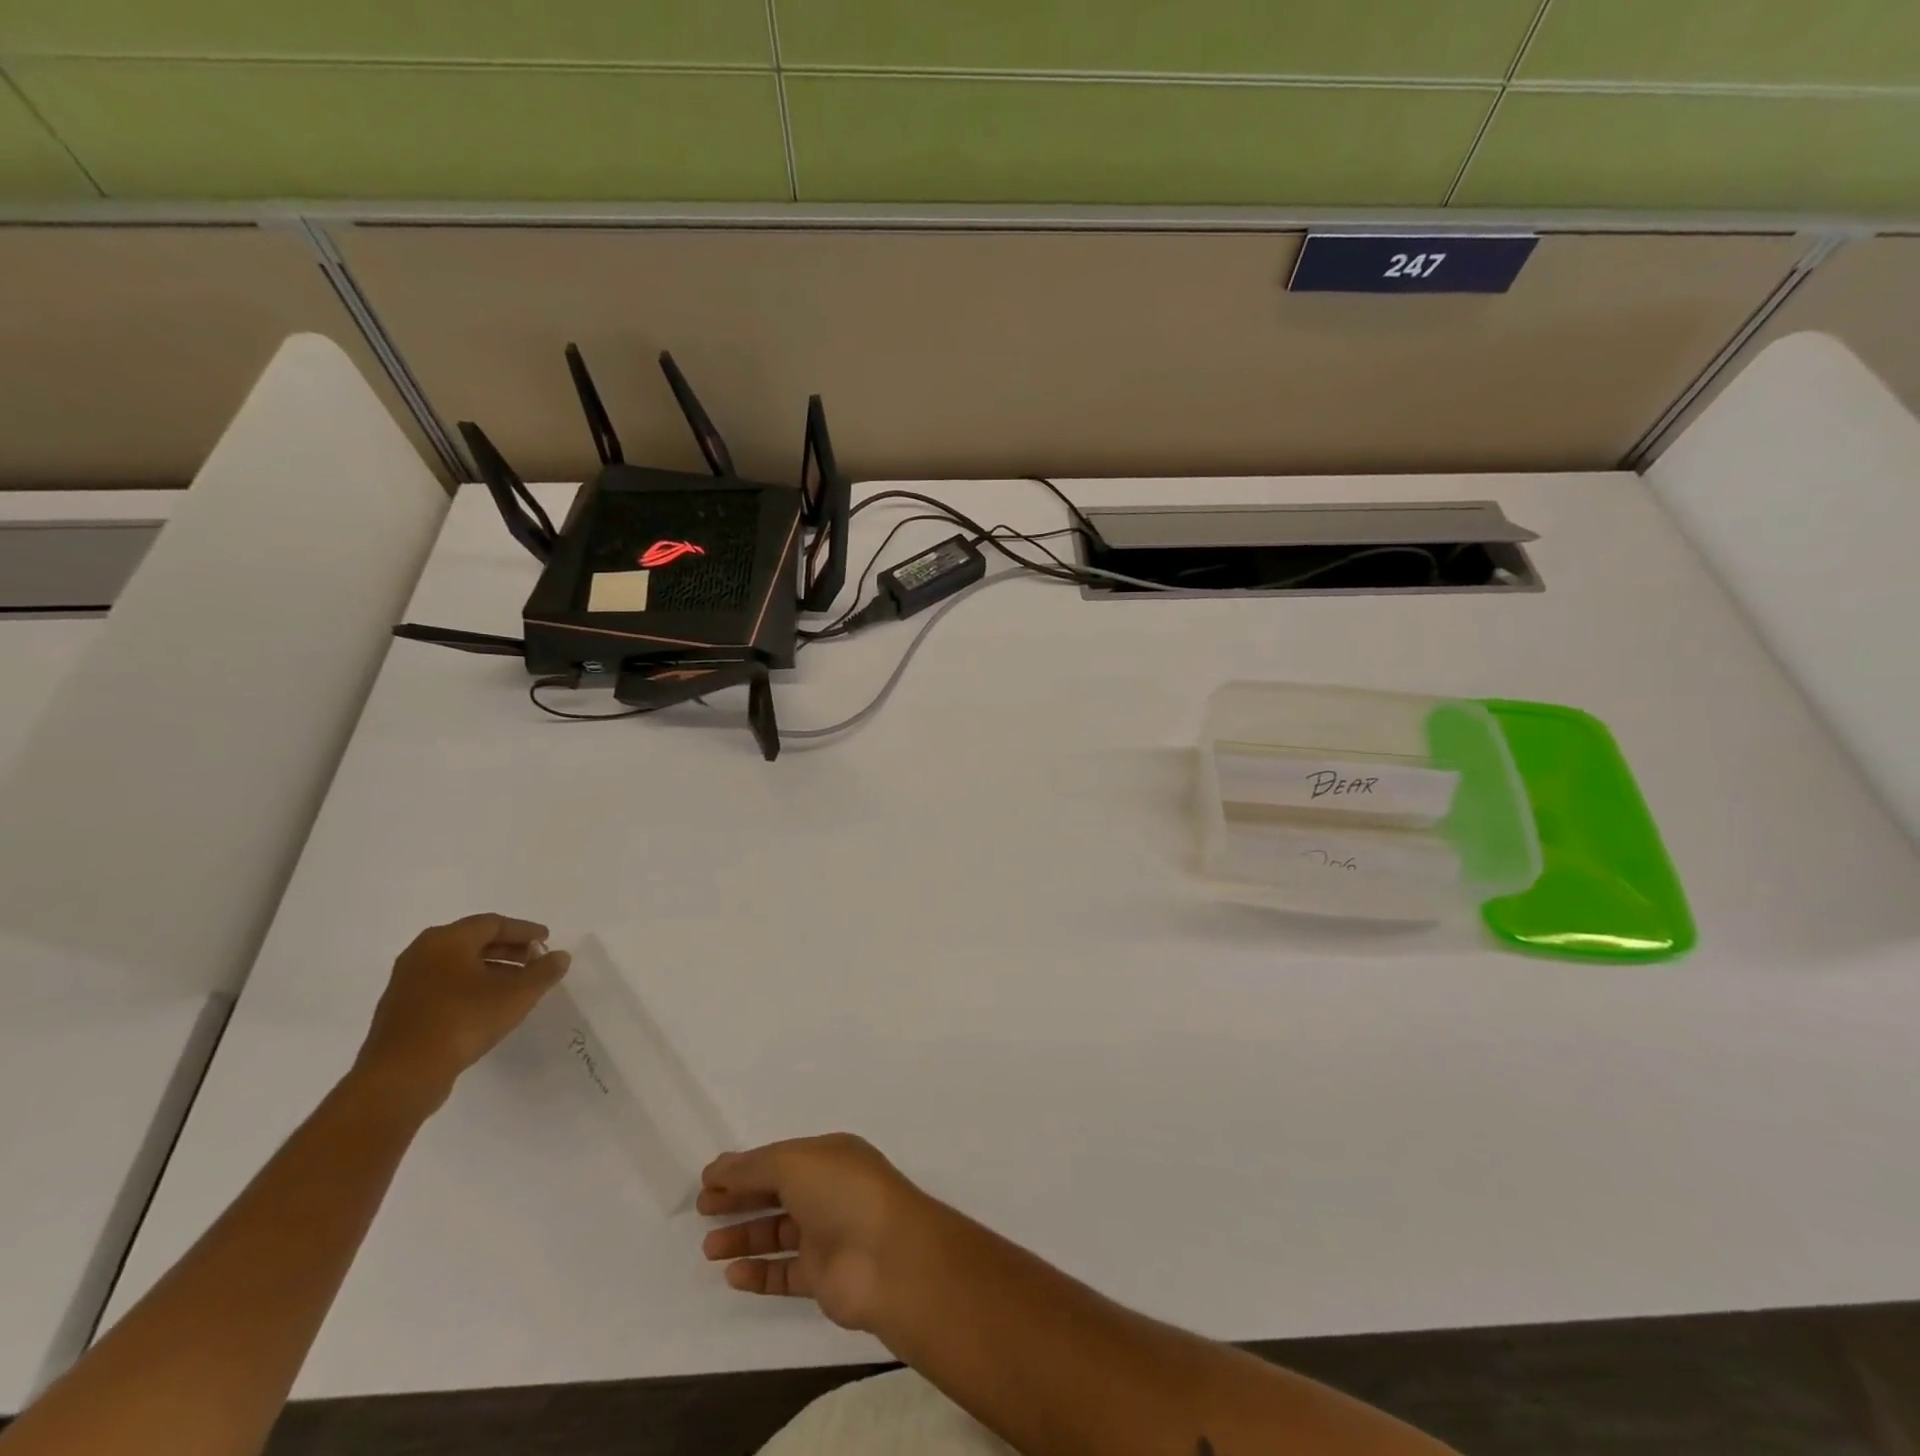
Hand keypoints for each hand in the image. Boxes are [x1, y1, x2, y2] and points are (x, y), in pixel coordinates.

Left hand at [354, 914, 569, 1112]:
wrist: (402, 1076)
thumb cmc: (463, 1021)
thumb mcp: (517, 995)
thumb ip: (544, 972)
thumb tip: (560, 956)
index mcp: (446, 940)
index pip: (493, 923)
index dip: (524, 931)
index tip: (546, 941)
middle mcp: (422, 953)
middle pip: (473, 941)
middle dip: (508, 949)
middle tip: (535, 960)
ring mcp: (407, 982)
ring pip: (457, 964)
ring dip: (490, 969)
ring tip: (517, 985)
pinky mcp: (401, 1009)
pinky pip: (443, 985)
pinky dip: (470, 986)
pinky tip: (488, 1005)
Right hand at [698, 1134, 939, 1333]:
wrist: (887, 1257)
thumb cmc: (842, 1193)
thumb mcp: (794, 1164)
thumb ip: (752, 1167)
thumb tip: (715, 1168)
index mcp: (829, 1156)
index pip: (780, 1158)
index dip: (745, 1167)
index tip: (708, 1180)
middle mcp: (829, 1191)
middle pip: (777, 1192)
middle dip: (741, 1198)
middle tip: (703, 1209)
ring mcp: (827, 1235)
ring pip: (778, 1233)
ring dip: (744, 1237)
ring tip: (709, 1246)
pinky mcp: (823, 1277)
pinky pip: (784, 1274)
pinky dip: (758, 1273)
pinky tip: (732, 1274)